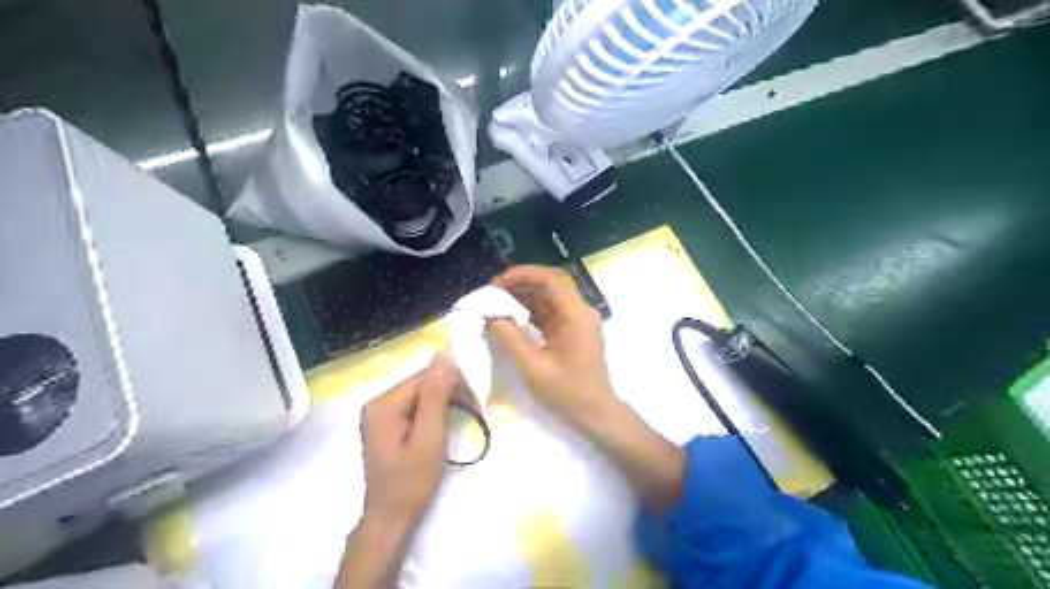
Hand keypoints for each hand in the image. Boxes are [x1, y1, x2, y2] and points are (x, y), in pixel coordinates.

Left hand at [337, 355, 460, 588]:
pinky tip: (447, 421)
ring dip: (444, 401)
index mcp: (383, 404)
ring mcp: (380, 414)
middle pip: (420, 384)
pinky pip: (415, 406)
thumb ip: (436, 395)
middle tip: (475, 407)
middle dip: (449, 391)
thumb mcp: (429, 437)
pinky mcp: (387, 425)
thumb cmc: (411, 482)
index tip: (476, 395)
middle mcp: (377, 403)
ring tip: (466, 413)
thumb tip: (444, 354)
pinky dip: (434, 411)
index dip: (451, 382)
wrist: (391, 519)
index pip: (423, 377)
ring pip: (420, 394)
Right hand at [488, 263, 684, 507]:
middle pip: (549, 285)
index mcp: (576, 315)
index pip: (550, 280)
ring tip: (495, 303)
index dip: (522, 275)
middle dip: (519, 284)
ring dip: (523, 297)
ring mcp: (577, 321)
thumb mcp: (533, 366)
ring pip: (548, 298)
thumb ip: (510, 337)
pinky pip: (550, 312)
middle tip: (492, 292)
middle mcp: (580, 311)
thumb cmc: (567, 393)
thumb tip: (488, 315)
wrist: (595, 413)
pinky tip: (510, 317)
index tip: (496, 283)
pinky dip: (530, 312)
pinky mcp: (572, 331)